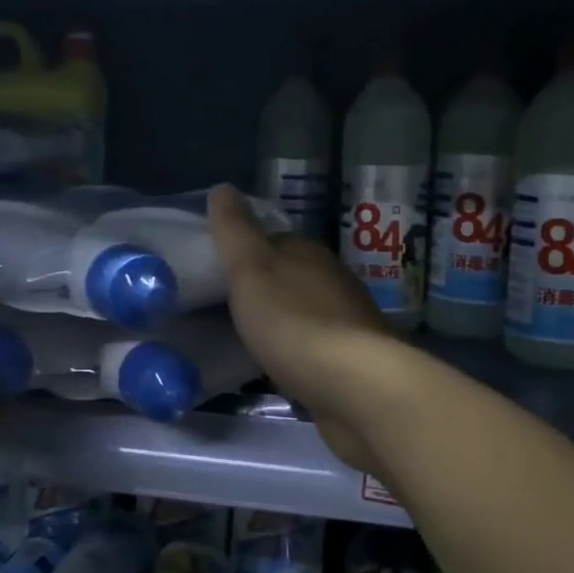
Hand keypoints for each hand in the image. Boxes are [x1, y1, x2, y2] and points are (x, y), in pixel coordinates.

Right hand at [208, 185, 392, 471]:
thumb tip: (223, 187)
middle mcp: (333, 279)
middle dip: (264, 288)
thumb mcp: (251, 269)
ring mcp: (348, 320)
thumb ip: (235, 231)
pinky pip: (316, 346)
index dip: (246, 252)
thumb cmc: (293, 320)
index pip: (274, 240)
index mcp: (308, 253)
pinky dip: (297, 350)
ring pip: (305, 311)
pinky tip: (281, 366)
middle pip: (291, 276)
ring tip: (248, 338)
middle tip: (225, 307)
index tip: (219, 270)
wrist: (354, 385)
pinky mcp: (354, 359)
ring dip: (282, 320)